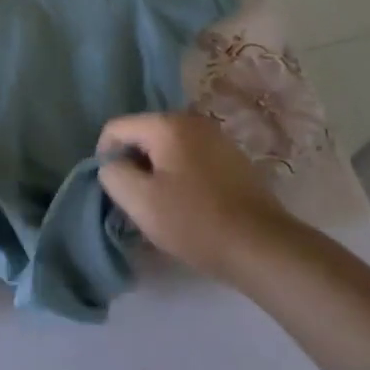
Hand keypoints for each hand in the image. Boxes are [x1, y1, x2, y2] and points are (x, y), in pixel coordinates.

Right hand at [97, 112, 299, 286]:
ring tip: (162, 206)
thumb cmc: (194, 221)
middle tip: (136, 200)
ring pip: (168, 148)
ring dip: (157, 172)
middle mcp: (192, 121)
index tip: (114, 189)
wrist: (263, 247)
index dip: (105, 156)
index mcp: (167, 124)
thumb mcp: (140, 201)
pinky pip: (192, 159)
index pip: (116, 128)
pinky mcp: (234, 159)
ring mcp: (217, 138)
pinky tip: (189, 206)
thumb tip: (113, 165)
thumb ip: (113, 174)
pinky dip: (181, 176)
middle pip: (144, 135)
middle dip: (134, 164)